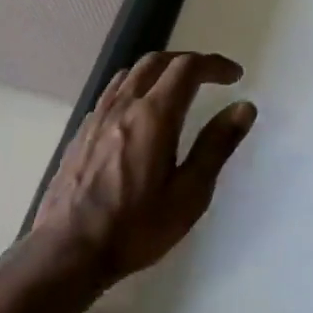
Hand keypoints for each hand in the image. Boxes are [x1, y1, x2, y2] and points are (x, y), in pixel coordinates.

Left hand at [32, 51, 255, 283]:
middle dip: (188, 62)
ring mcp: (97, 117)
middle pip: (156, 62)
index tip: (235, 76)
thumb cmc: (136, 227)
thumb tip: (243, 108)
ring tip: (179, 90)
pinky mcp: (82, 133)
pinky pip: (112, 92)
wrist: (68, 251)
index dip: (214, 65)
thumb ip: (216, 146)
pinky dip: (136, 87)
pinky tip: (142, 114)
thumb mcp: (190, 193)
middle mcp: (123, 106)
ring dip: (160, 71)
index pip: (187, 68)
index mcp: (154, 116)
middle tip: (211, 78)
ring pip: (130, 73)